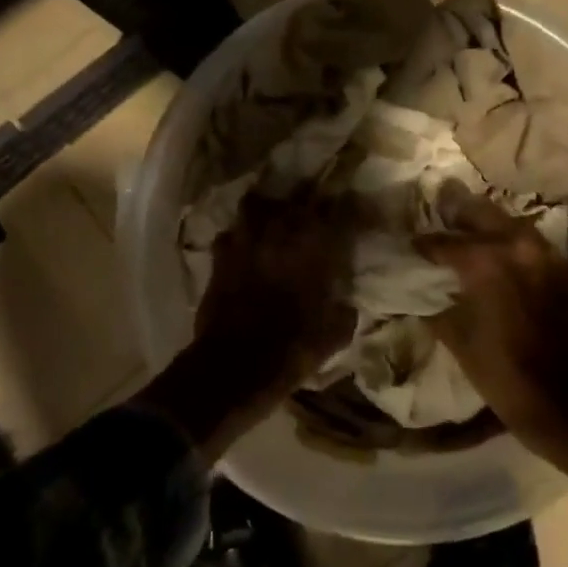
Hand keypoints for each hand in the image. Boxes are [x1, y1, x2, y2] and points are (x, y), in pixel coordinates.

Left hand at [137, 190, 355, 460]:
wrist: (236, 366)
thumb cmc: (294, 350)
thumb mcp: (336, 334)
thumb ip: (343, 309)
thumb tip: (345, 301)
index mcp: (315, 248)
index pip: (336, 211)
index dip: (343, 209)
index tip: (347, 212)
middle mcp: (281, 235)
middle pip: (293, 200)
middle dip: (302, 204)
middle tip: (308, 215)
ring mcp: (246, 242)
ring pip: (255, 205)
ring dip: (265, 210)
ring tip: (271, 220)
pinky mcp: (220, 257)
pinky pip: (230, 233)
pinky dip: (238, 236)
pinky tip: (243, 247)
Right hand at [417, 182, 567, 525]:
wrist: (565, 401)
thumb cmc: (502, 373)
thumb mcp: (457, 338)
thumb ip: (437, 305)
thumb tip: (423, 291)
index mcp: (487, 262)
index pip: (445, 242)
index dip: (424, 244)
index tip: (410, 244)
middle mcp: (518, 247)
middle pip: (481, 214)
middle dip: (457, 214)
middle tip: (439, 214)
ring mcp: (546, 255)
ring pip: (509, 223)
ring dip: (486, 224)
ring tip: (466, 230)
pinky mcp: (563, 269)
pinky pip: (530, 242)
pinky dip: (510, 241)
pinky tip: (498, 254)